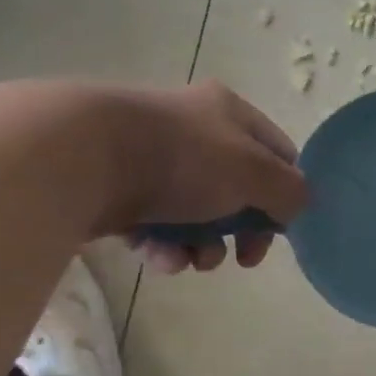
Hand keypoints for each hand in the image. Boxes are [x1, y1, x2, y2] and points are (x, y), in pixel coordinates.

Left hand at [111, 81, 308, 274]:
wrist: (81, 158)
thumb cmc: (183, 159)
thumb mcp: (255, 174)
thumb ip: (290, 192)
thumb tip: (295, 207)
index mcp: (230, 113)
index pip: (278, 154)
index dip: (286, 193)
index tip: (280, 229)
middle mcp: (194, 128)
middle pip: (238, 189)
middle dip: (242, 230)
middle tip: (244, 258)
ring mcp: (152, 156)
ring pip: (196, 211)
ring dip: (203, 245)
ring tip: (191, 262)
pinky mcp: (116, 186)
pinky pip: (154, 222)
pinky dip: (162, 245)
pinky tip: (158, 257)